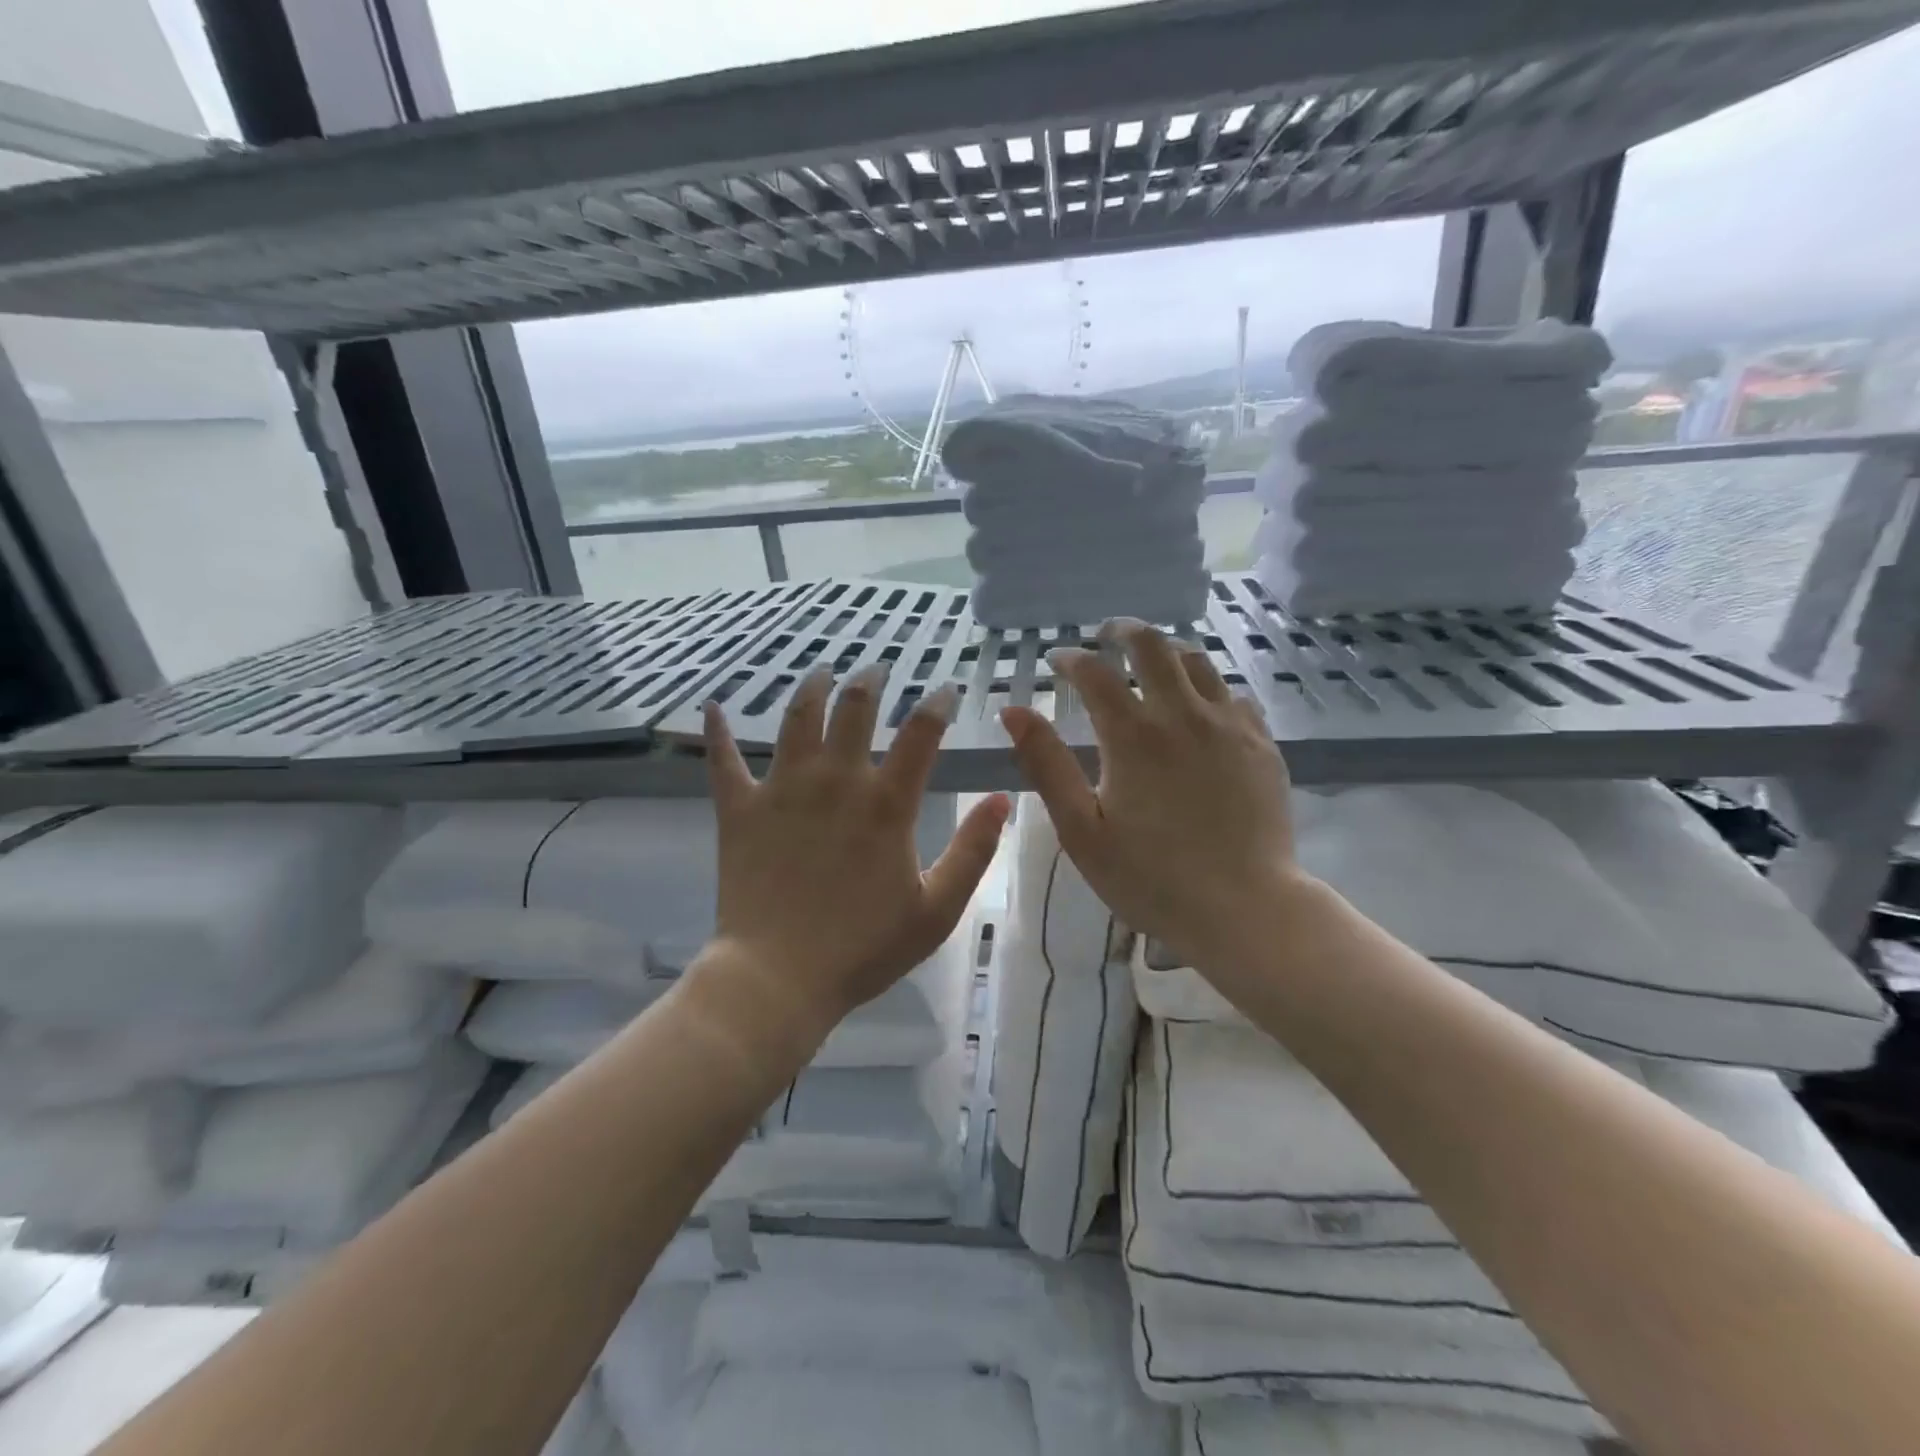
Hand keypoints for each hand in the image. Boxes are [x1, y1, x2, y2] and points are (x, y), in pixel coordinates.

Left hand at [698, 665, 1011, 1045]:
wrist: (778, 979)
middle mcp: (835, 781)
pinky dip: (717, 732)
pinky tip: (713, 707)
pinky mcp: (739, 809)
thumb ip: (973, 850)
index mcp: (885, 804)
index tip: (947, 689)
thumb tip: (1002, 799)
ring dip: (812, 688)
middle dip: (870, 681)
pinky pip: (724, 760)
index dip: (938, 704)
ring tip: (822, 672)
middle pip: (854, 708)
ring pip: (796, 719)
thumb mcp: (937, 910)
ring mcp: (782, 790)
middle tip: (877, 668)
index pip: (921, 734)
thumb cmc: (863, 949)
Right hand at [1000, 620, 1306, 972]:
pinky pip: (1234, 695)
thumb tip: (1014, 711)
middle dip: (1124, 631)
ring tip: (1153, 660)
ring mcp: (1229, 726)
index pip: (1094, 672)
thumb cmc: (1150, 877)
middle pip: (1154, 646)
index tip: (1057, 660)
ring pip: (1199, 662)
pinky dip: (1208, 687)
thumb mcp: (1080, 829)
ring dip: (1168, 651)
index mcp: (1133, 735)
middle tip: (1108, 635)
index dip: (1070, 659)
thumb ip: (1046, 765)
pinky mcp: (1262, 744)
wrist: (1244, 909)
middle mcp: (1183, 715)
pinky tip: (1201, 706)